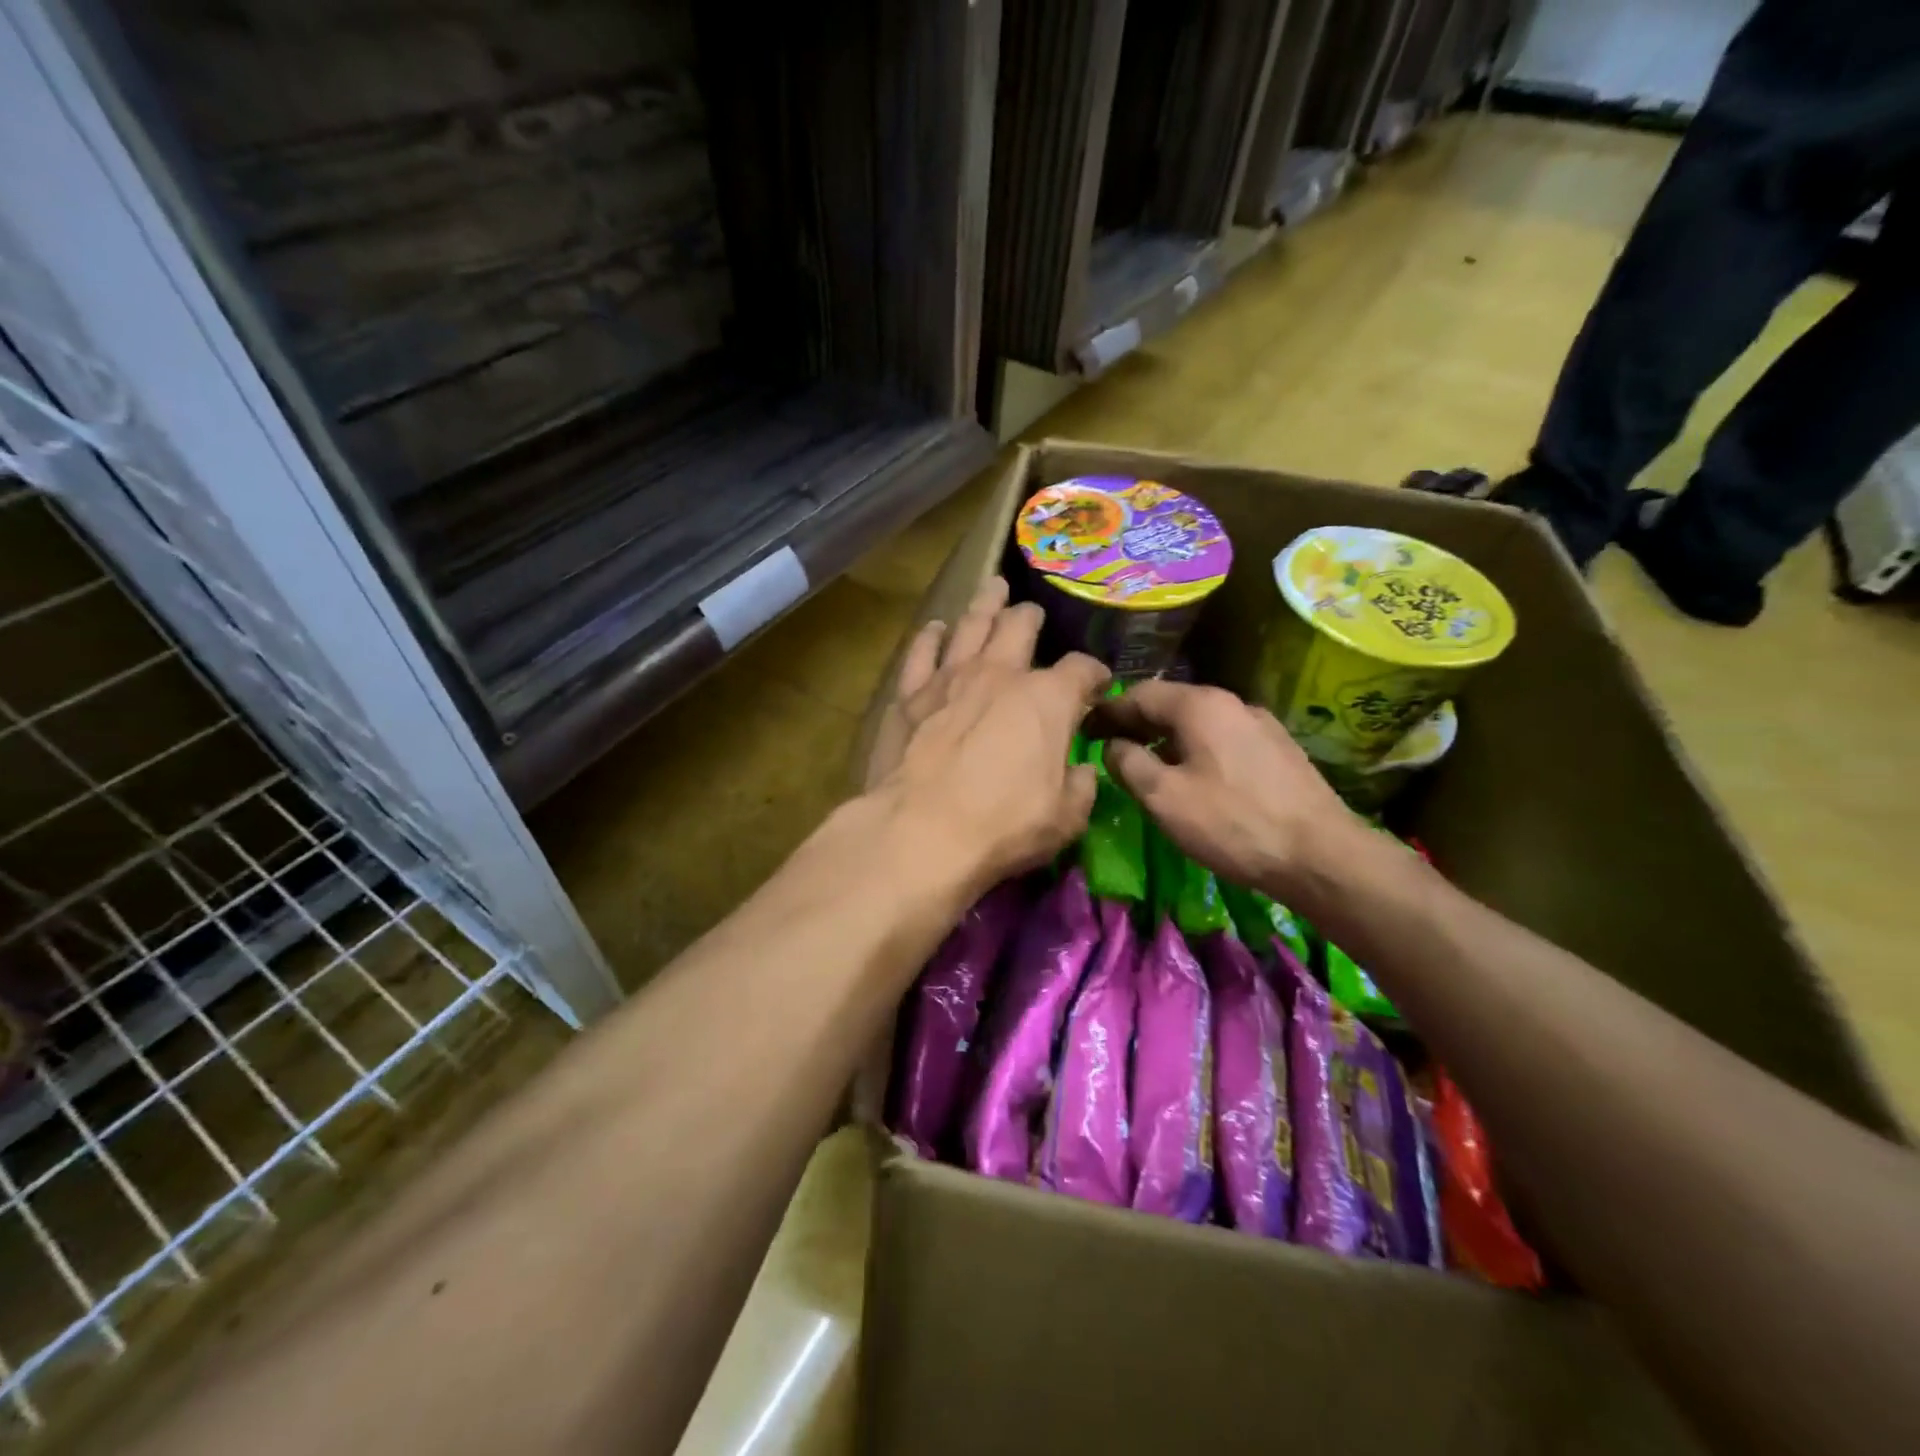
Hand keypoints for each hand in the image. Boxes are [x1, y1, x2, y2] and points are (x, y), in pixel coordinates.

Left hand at [866, 578, 1109, 890]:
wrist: (921, 831)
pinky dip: (930, 637)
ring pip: (971, 625)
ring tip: (992, 588)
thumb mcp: (1065, 818)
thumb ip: (1080, 787)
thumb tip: (1081, 770)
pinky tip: (935, 628)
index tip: (1096, 683)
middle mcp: (1000, 674)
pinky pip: (920, 653)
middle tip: (1032, 613)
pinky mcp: (909, 696)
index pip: (1081, 670)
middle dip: (1031, 617)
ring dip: (985, 605)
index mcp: (1047, 699)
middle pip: (1020, 627)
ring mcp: (950, 679)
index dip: (1094, 673)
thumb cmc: (1003, 827)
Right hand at [1098, 680, 1360, 898]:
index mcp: (1199, 705)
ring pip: (1199, 722)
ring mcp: (1260, 724)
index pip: (1139, 694)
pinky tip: (1193, 776)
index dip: (1108, 711)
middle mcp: (1231, 703)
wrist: (1320, 855)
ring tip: (1147, 764)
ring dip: (1167, 737)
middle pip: (1172, 704)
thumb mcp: (1162, 797)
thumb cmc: (1231, 823)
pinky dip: (1196, 748)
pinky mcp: (1278, 750)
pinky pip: (1223, 738)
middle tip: (1110, 747)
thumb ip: (1128, 763)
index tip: (1084, 729)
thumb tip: (1113, 745)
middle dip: (1137, 723)